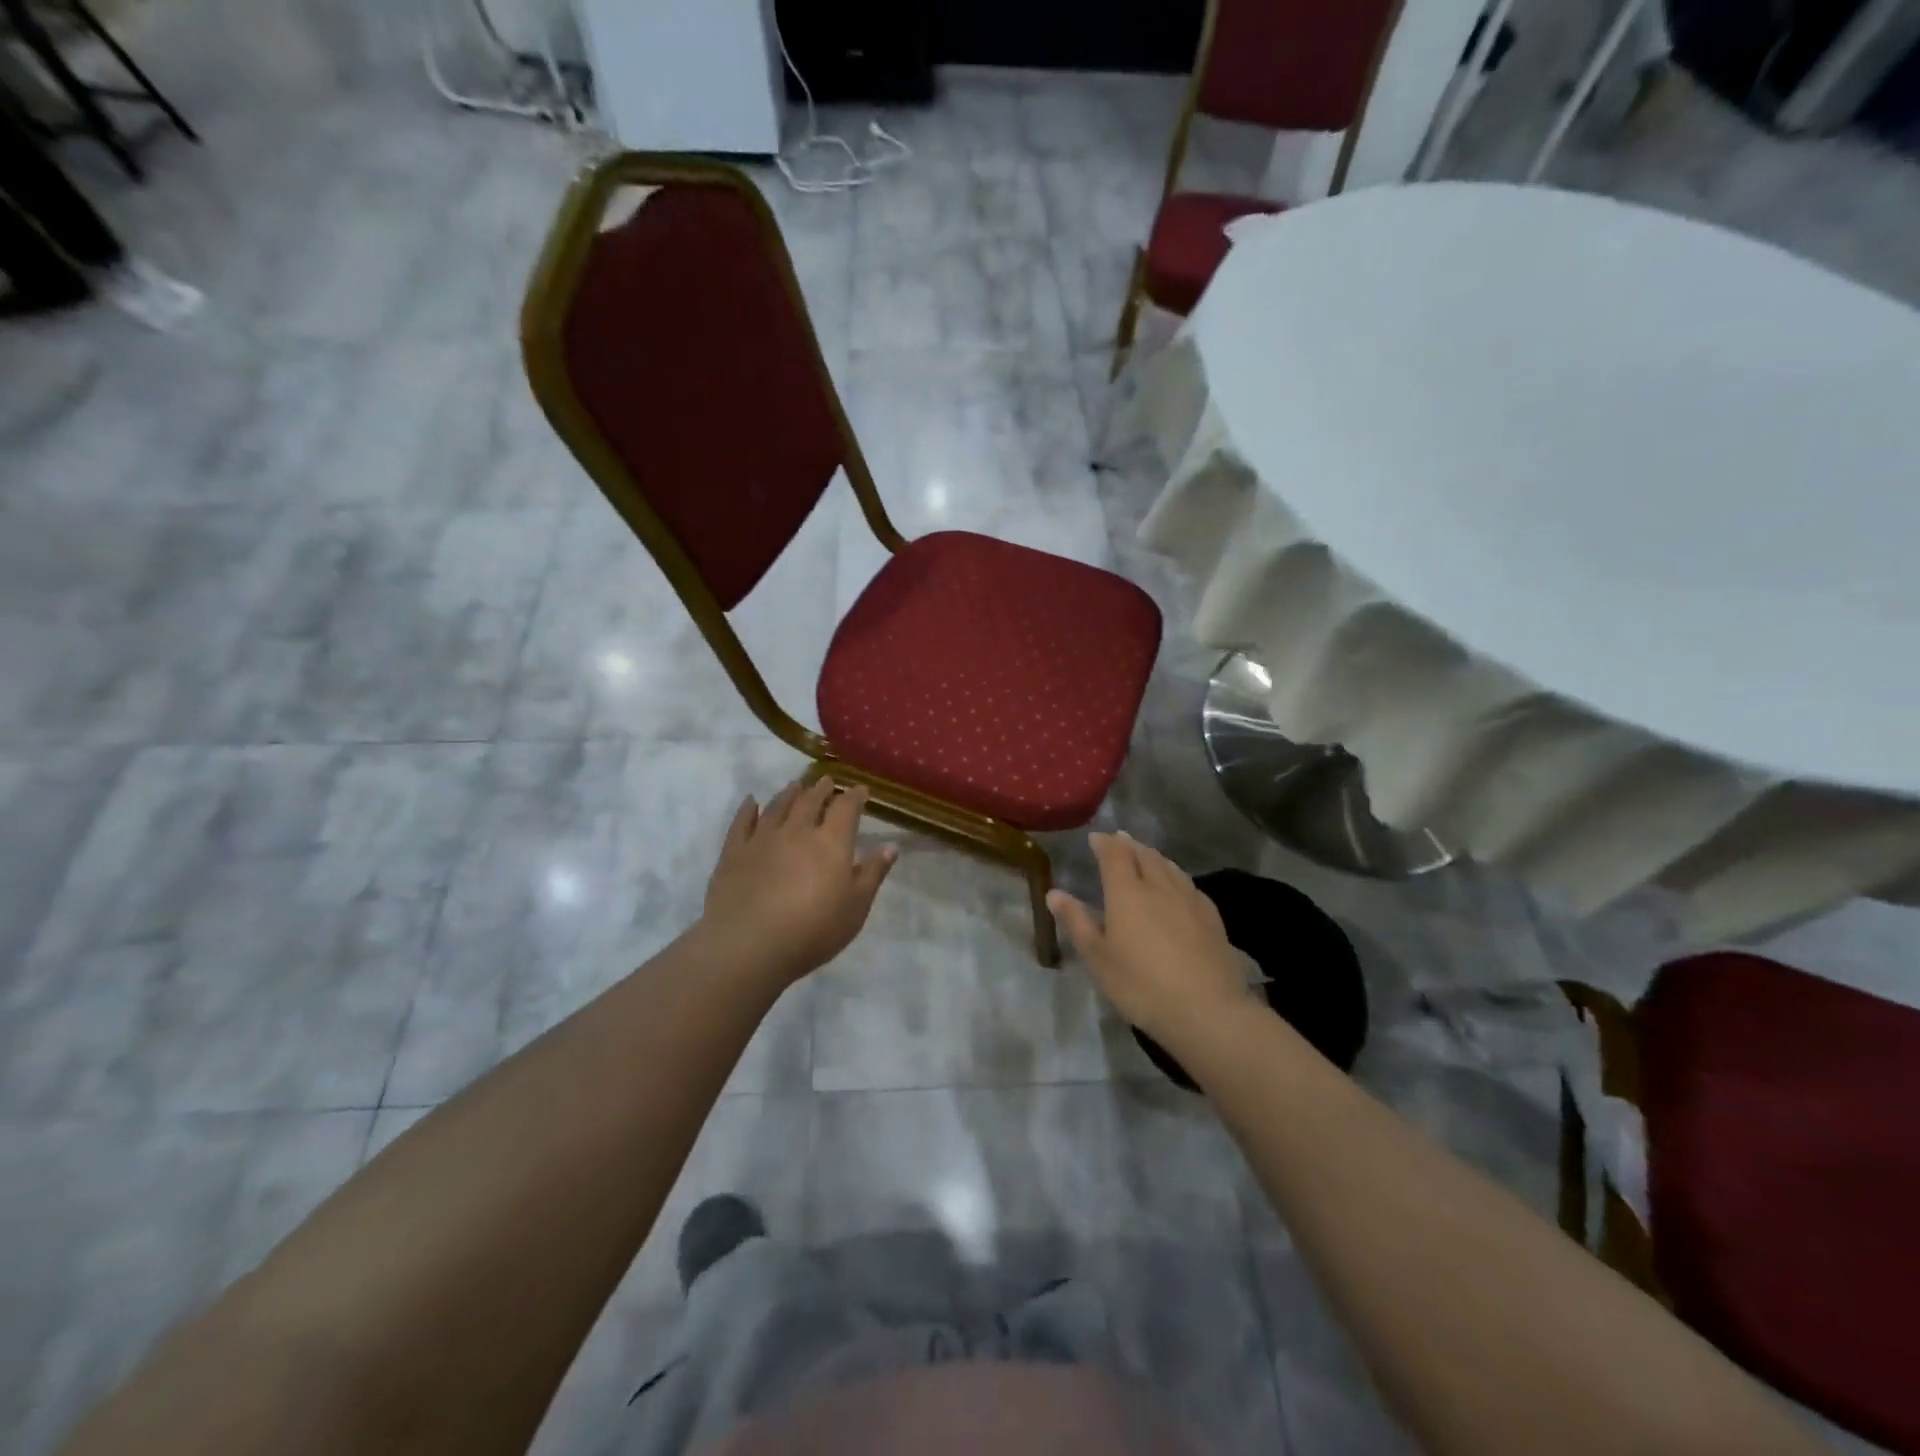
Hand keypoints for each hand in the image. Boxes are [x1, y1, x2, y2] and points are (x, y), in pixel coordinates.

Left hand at [699, 776, 896, 985]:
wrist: (749, 945)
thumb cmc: (813, 930)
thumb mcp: (856, 907)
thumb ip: (872, 873)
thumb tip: (890, 846)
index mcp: (831, 842)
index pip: (846, 808)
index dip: (855, 796)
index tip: (861, 790)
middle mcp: (797, 830)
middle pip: (811, 801)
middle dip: (822, 789)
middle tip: (827, 782)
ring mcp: (762, 838)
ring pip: (778, 806)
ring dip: (789, 793)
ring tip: (796, 786)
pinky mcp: (734, 852)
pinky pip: (742, 822)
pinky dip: (748, 809)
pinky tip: (750, 802)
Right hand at [1048, 832, 1253, 1045]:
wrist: (1207, 1010)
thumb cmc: (1141, 985)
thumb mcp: (1098, 958)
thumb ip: (1077, 922)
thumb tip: (1054, 893)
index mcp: (1127, 893)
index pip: (1115, 856)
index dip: (1105, 844)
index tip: (1096, 837)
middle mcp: (1159, 886)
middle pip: (1144, 855)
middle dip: (1130, 845)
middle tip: (1120, 840)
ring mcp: (1189, 900)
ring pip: (1170, 867)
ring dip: (1154, 856)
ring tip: (1146, 854)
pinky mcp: (1212, 917)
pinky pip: (1189, 884)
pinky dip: (1176, 875)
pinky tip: (1179, 885)